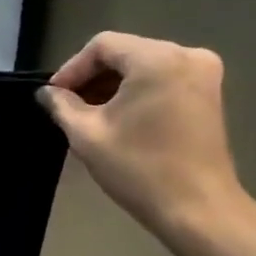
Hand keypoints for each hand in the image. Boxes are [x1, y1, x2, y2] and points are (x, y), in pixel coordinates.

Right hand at [37, 32, 248, 235]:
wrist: (198, 209)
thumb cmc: (139, 168)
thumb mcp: (87, 134)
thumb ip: (62, 105)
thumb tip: (46, 93)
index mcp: (157, 59)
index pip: (102, 46)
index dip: (72, 68)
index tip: (54, 97)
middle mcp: (186, 56)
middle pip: (125, 53)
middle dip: (92, 77)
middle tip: (67, 106)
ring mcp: (204, 74)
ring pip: (143, 66)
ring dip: (113, 86)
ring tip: (90, 114)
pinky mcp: (209, 94)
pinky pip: (162, 78)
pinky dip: (137, 92)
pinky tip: (119, 117)